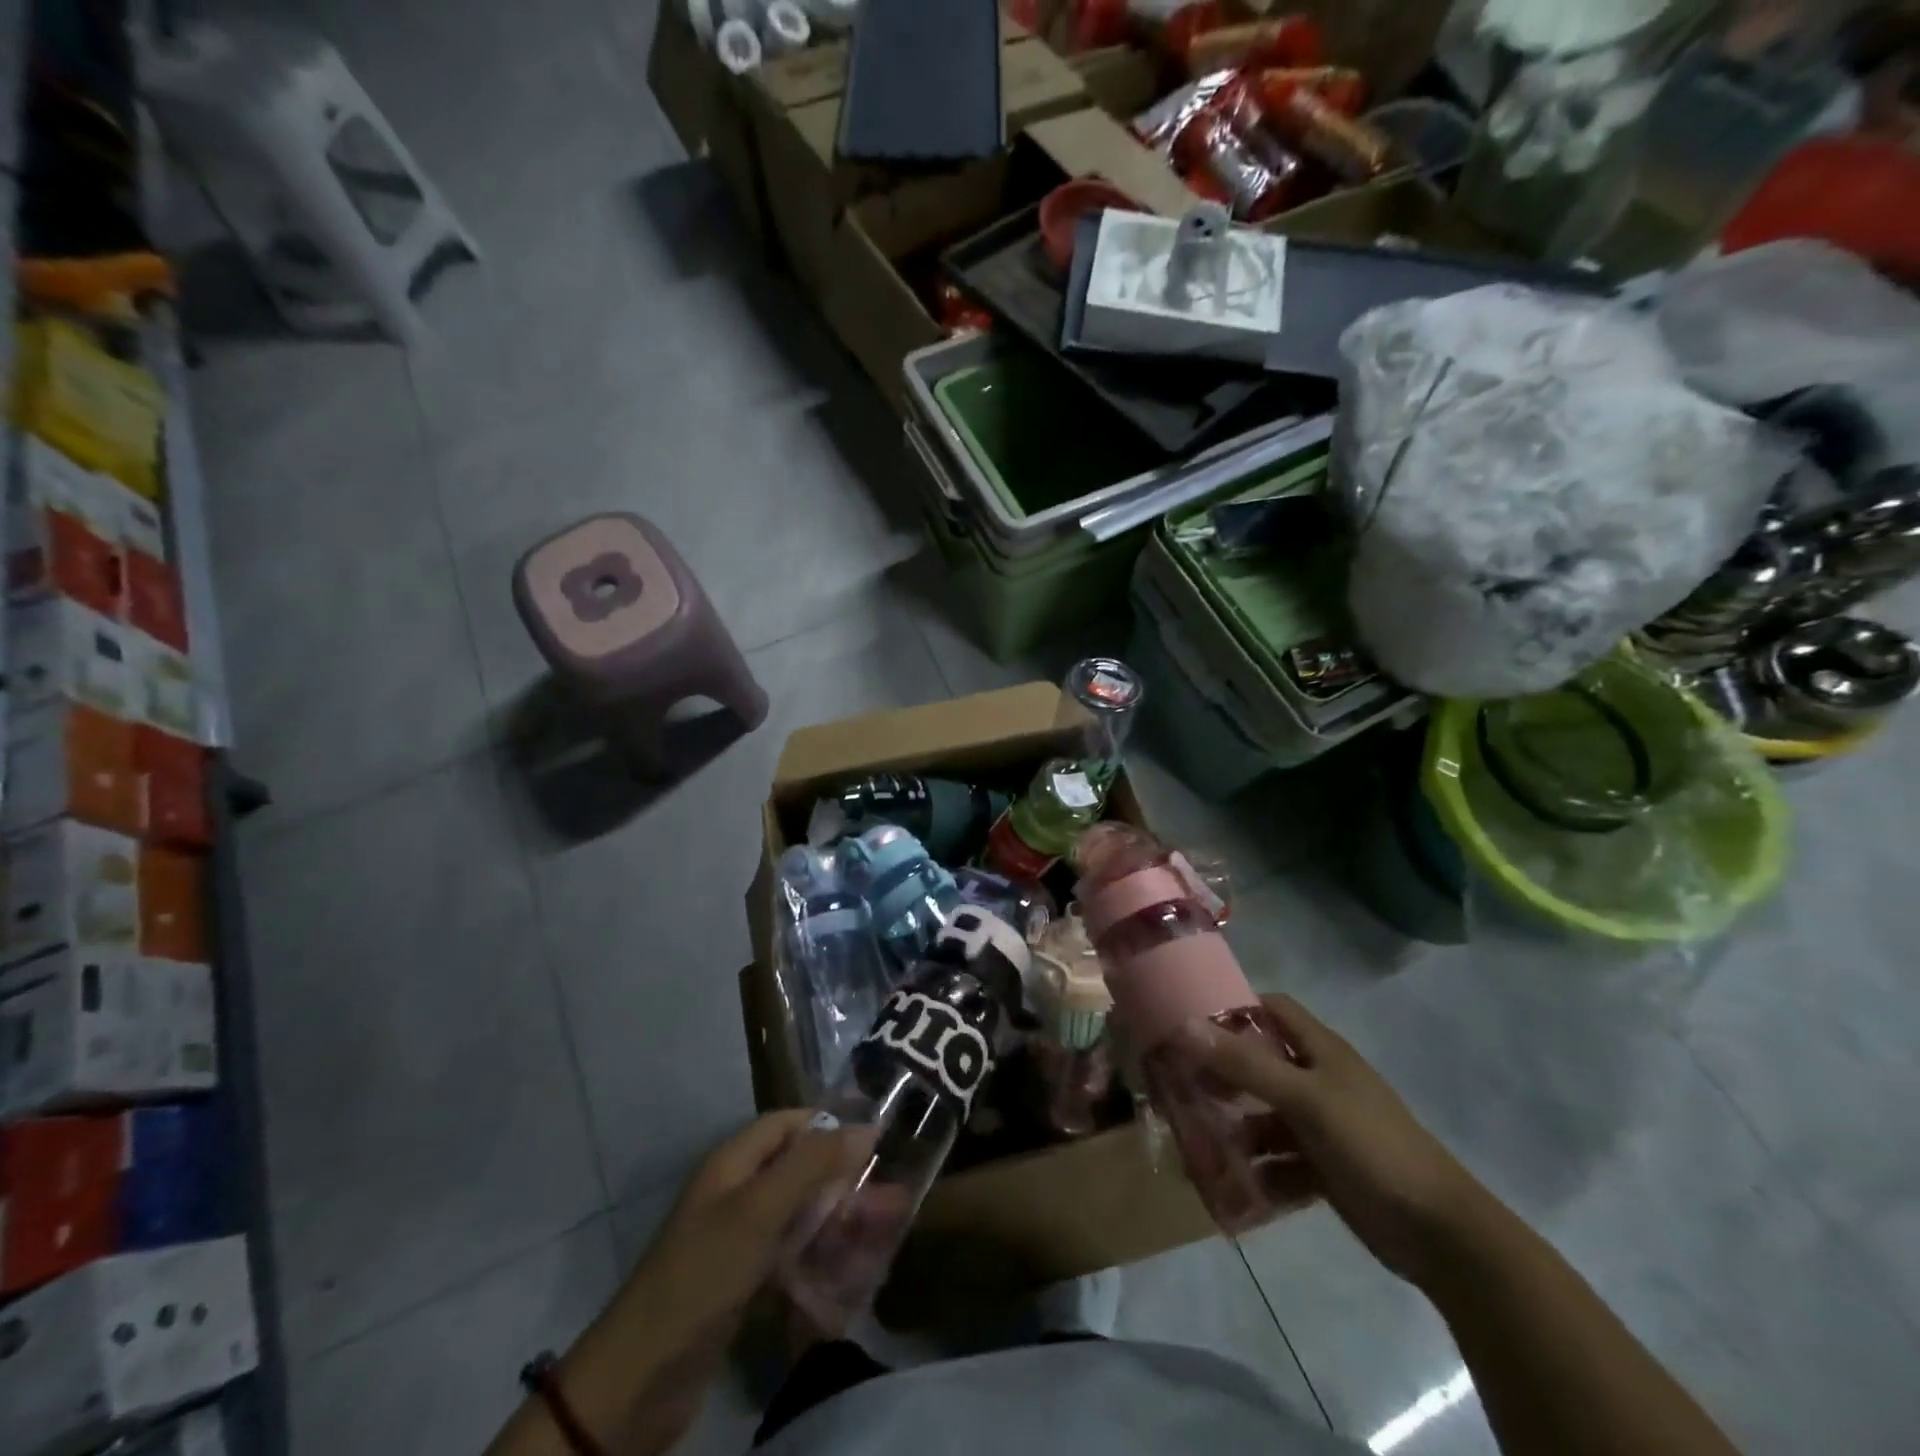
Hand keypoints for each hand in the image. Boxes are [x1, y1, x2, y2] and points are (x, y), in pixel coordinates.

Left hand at [629, 1111, 871, 1357]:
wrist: (640, 1379)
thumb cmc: (704, 1273)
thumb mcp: (760, 1210)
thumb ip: (813, 1164)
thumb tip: (867, 1125)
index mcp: (734, 1163)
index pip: (788, 1124)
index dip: (830, 1125)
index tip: (877, 1139)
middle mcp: (737, 1193)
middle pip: (801, 1172)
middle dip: (847, 1183)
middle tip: (895, 1200)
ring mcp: (739, 1242)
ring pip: (801, 1218)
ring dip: (842, 1223)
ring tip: (887, 1235)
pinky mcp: (743, 1285)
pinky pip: (792, 1259)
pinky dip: (822, 1260)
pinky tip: (855, 1275)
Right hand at [1189, 995, 1488, 1286]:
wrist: (1440, 1234)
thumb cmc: (1371, 1146)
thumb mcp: (1305, 1099)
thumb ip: (1246, 1064)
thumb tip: (1185, 1025)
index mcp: (1321, 1051)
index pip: (1272, 1010)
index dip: (1234, 1009)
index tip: (1190, 1021)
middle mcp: (1320, 1081)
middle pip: (1261, 1064)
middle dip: (1223, 1075)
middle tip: (1181, 1086)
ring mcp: (1323, 1126)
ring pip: (1267, 1116)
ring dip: (1237, 1129)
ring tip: (1199, 1144)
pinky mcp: (1326, 1168)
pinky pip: (1280, 1160)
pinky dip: (1259, 1169)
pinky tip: (1234, 1185)